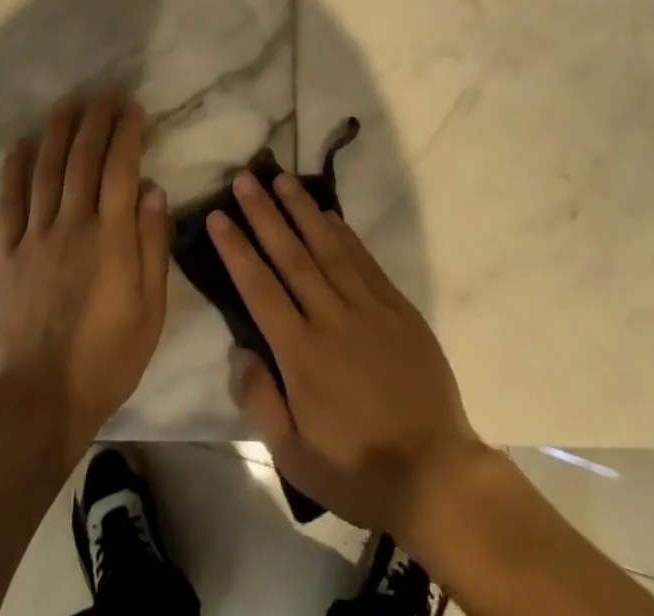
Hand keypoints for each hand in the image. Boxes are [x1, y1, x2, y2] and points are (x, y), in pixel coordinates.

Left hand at [0, 92, 170, 454]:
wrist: (41, 399)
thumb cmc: (108, 357)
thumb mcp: (151, 309)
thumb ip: (153, 246)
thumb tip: (154, 191)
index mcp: (112, 238)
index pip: (121, 169)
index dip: (127, 133)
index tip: (132, 107)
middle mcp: (73, 225)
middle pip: (83, 160)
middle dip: (96, 120)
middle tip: (104, 93)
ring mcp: (36, 237)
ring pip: (47, 171)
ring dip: (58, 132)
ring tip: (68, 103)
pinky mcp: (7, 254)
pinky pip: (9, 203)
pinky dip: (14, 170)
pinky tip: (21, 144)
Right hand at [211, 172, 482, 536]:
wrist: (435, 473)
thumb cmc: (357, 469)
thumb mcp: (295, 456)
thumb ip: (260, 400)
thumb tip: (238, 350)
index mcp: (301, 354)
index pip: (259, 289)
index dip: (237, 249)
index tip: (218, 216)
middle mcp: (331, 319)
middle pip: (291, 256)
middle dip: (264, 214)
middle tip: (244, 179)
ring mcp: (368, 309)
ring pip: (328, 248)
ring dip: (302, 210)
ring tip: (281, 179)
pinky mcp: (397, 308)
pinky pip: (364, 261)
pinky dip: (344, 234)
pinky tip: (328, 213)